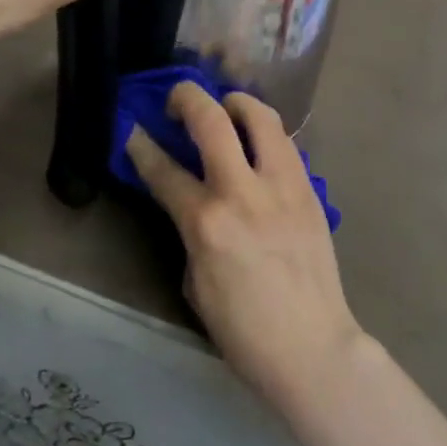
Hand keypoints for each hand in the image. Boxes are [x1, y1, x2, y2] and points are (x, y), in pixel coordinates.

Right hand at [126, 81, 364, 417]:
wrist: (313, 347)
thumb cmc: (243, 330)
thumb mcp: (195, 283)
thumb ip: (190, 232)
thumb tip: (192, 203)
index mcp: (206, 223)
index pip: (164, 169)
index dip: (142, 145)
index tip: (133, 130)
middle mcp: (244, 192)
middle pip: (212, 120)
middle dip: (186, 98)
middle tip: (176, 101)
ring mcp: (283, 186)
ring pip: (261, 116)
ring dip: (236, 103)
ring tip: (225, 109)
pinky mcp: (310, 190)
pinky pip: (285, 144)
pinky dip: (265, 133)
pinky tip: (257, 145)